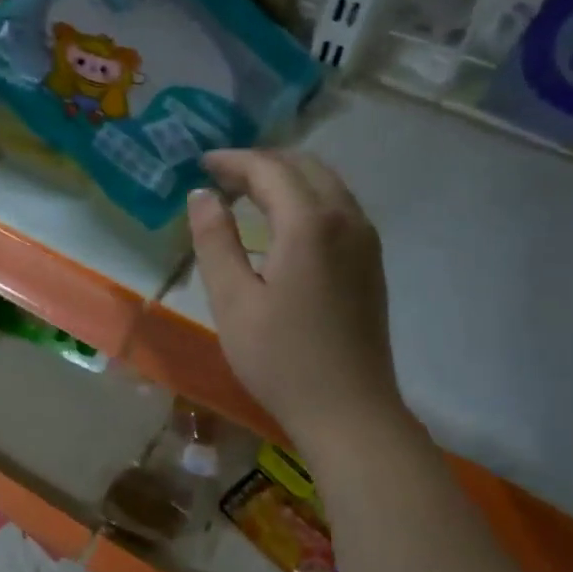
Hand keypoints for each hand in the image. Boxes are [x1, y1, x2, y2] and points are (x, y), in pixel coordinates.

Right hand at [187, 150, 410, 456]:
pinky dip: (306, 200)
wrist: (348, 410)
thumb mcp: (233, 301)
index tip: (201, 165)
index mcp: (310, 224)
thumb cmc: (280, 359)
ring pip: (326, 185)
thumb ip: (215, 241)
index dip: (233, 161)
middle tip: (221, 179)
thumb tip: (201, 195)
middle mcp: (346, 219)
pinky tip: (282, 227)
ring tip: (246, 197)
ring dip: (286, 179)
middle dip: (261, 164)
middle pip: (304, 167)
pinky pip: (338, 208)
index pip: (270, 169)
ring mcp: (366, 240)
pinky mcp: (371, 262)